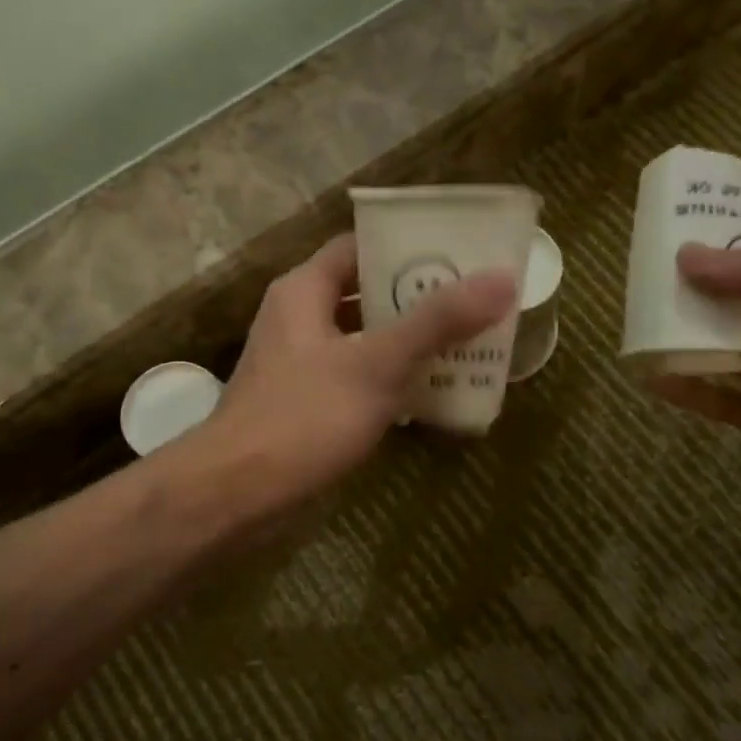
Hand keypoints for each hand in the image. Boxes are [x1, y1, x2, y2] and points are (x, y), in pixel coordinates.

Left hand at [210, 233, 514, 499]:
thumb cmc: (304, 417)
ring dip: (409, 341)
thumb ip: (437, 321)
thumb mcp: (377, 364)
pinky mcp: (307, 403)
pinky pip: (358, 377)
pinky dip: (391, 379)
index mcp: (304, 291)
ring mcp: (301, 364)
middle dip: (418, 298)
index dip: (407, 245)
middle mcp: (299, 318)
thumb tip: (502, 277)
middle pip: (366, 293)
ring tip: (468, 342)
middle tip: (476, 301)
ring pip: (364, 339)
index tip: (460, 252)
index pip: (359, 247)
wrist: (237, 494)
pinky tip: (433, 392)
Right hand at [653, 245, 740, 561]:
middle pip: (728, 312)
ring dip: (681, 343)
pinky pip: (712, 398)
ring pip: (716, 354)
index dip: (715, 260)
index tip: (670, 247)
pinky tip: (650, 378)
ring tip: (636, 327)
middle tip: (640, 287)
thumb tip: (684, 254)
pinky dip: (684, 388)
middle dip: (690, 300)